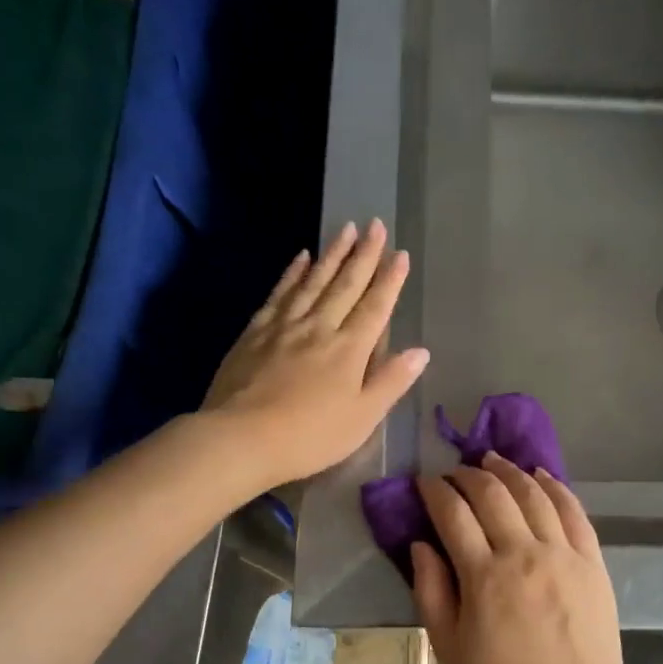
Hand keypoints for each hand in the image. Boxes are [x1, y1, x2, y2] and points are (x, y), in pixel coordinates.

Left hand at [202, 219, 428, 488]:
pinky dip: (293, 273)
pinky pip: (279, 293)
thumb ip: (391, 381)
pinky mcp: (255, 332)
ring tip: (345, 229)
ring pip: (313, 281)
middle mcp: (319, 327)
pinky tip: (301, 257)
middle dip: (364, 254)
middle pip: (346, 284)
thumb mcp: (362, 418)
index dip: (390, 280)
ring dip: (332, 254)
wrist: (241, 438)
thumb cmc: (310, 436)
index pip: (376, 307)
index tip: (400, 253)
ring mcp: (284, 326)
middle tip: (375, 225)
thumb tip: (421, 352)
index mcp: (349, 349)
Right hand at [411, 452, 631, 663]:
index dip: (435, 492)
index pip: (454, 514)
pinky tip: (540, 474)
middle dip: (468, 474)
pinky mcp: (592, 561)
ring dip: (508, 470)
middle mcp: (524, 552)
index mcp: (484, 576)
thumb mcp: (449, 647)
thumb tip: (420, 544)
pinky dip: (554, 486)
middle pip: (493, 494)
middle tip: (455, 471)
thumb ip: (431, 591)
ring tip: (492, 459)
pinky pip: (573, 510)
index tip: (425, 483)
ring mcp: (563, 553)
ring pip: (533, 493)